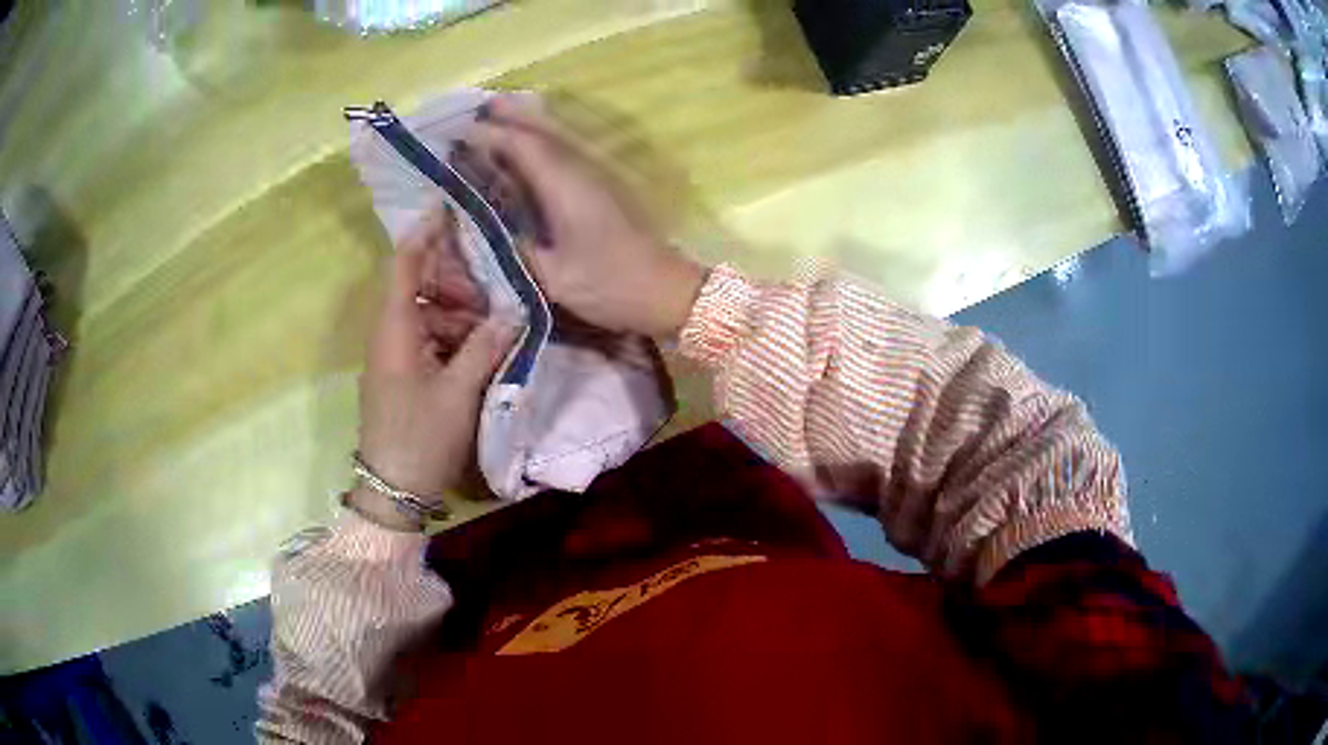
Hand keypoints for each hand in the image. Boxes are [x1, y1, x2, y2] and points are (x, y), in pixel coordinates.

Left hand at [352, 208, 517, 529]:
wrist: (393, 491)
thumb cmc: (421, 437)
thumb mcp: (459, 391)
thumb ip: (485, 345)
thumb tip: (514, 311)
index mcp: (394, 329)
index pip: (405, 264)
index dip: (425, 233)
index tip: (450, 206)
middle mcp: (389, 334)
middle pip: (418, 286)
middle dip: (455, 280)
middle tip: (493, 286)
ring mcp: (393, 356)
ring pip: (426, 314)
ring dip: (458, 312)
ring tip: (493, 322)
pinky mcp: (401, 375)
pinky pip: (426, 340)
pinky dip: (451, 336)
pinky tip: (479, 347)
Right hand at [464, 96, 707, 337]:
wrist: (668, 291)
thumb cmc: (612, 287)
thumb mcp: (556, 279)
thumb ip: (517, 251)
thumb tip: (486, 229)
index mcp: (566, 188)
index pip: (523, 147)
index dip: (489, 136)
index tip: (457, 132)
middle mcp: (581, 172)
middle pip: (542, 132)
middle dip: (509, 116)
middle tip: (477, 106)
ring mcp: (595, 178)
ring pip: (555, 139)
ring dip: (526, 123)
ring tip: (497, 113)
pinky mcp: (602, 189)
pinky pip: (564, 153)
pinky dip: (541, 142)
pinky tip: (528, 149)